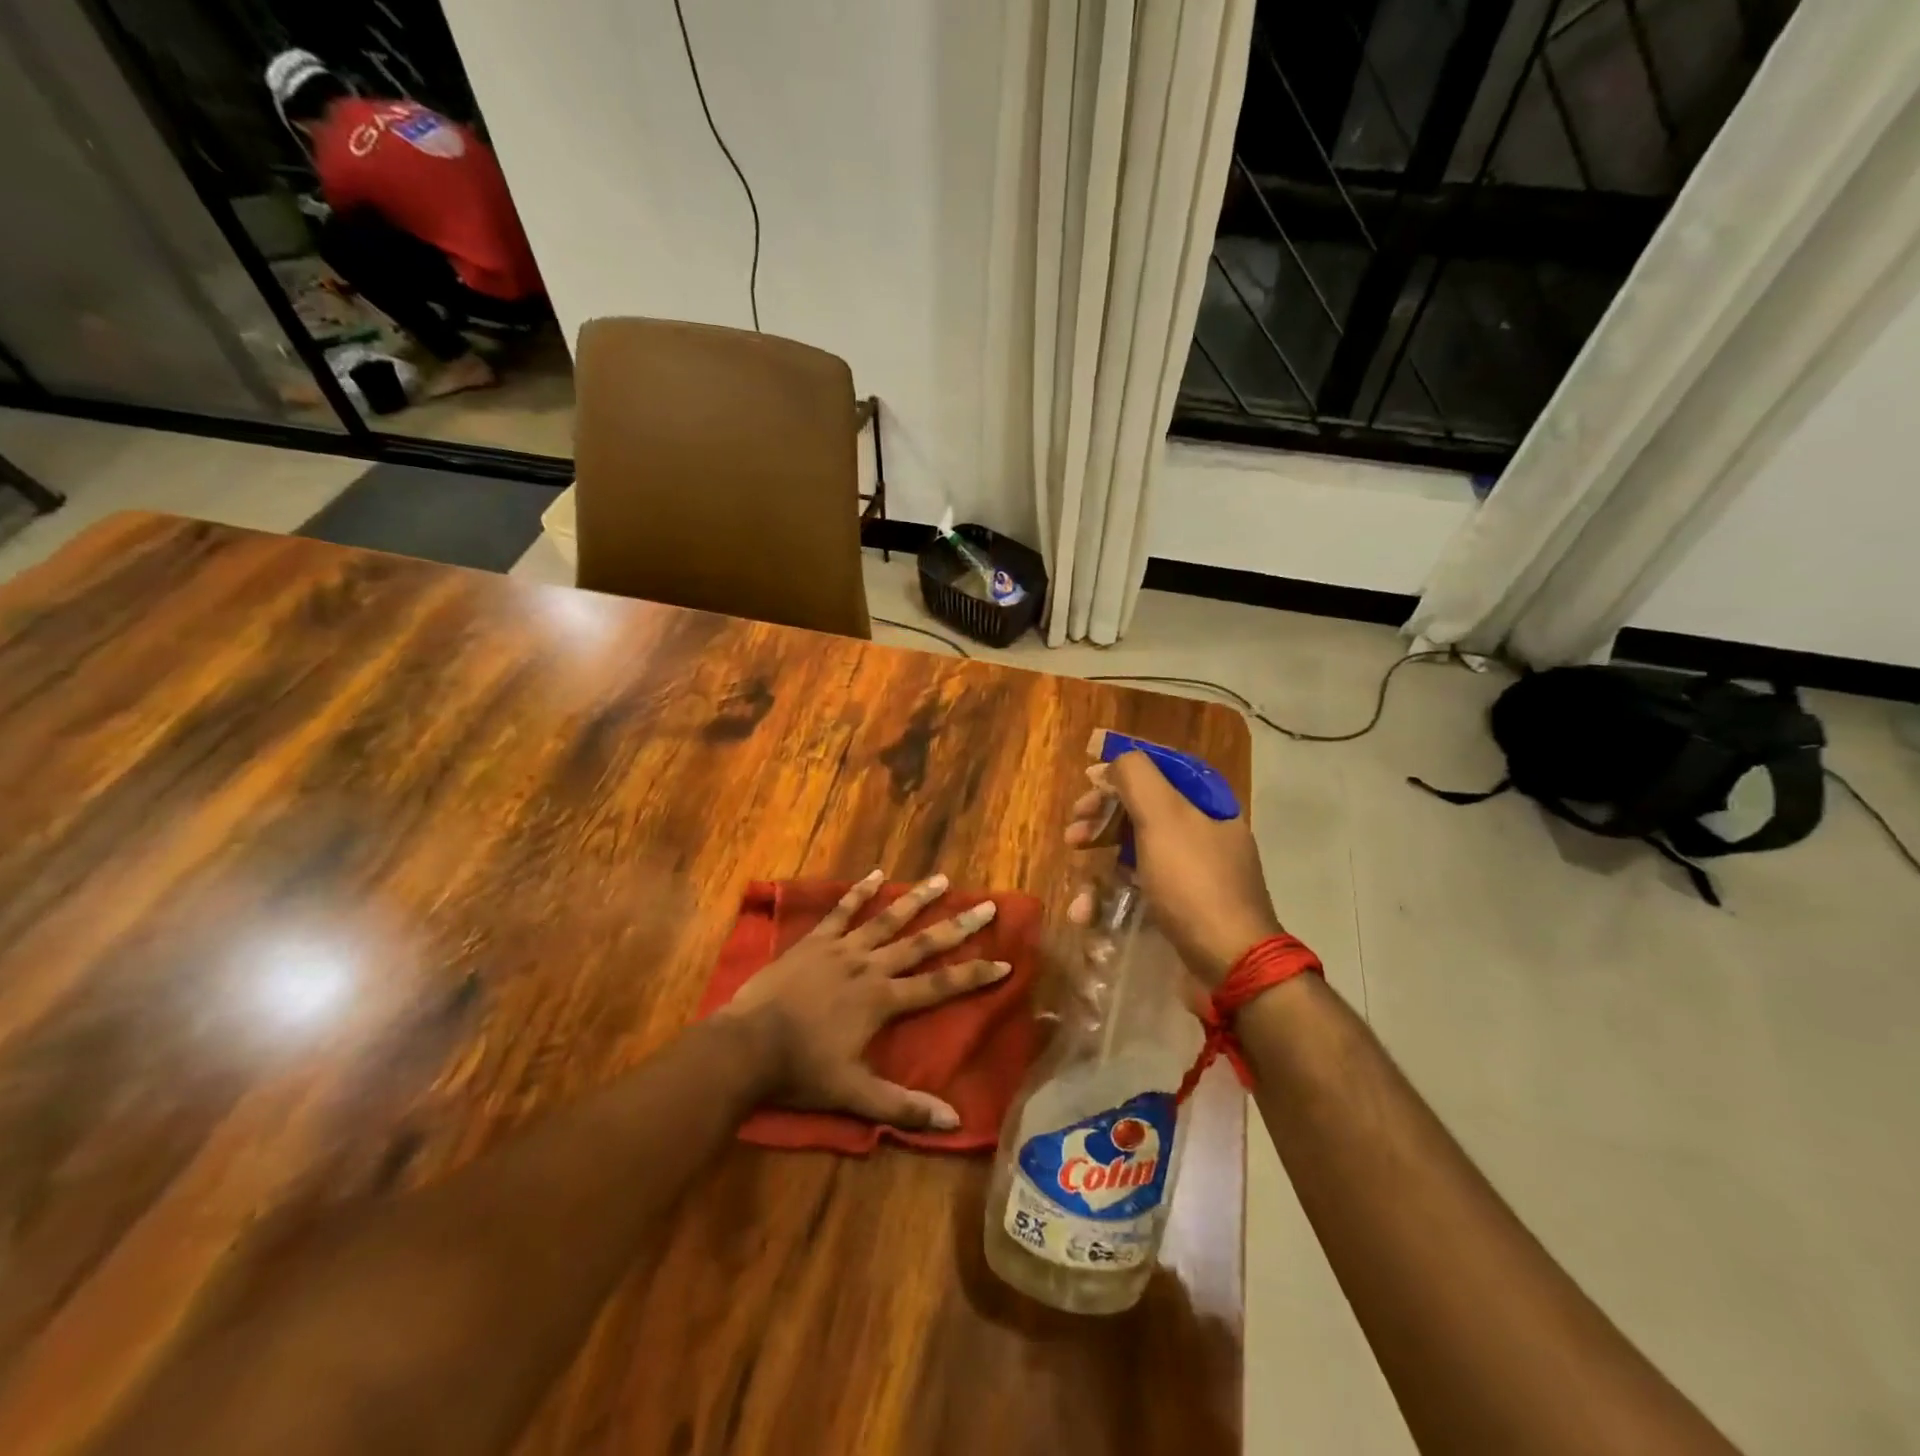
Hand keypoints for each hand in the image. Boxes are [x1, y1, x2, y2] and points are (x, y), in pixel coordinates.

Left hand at [720, 871, 1008, 1129]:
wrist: (746, 1045)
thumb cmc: (800, 1071)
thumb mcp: (853, 1095)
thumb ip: (902, 1106)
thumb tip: (954, 1122)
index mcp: (882, 1000)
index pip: (940, 986)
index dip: (974, 976)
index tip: (1005, 962)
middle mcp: (869, 967)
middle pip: (921, 943)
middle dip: (957, 926)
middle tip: (986, 906)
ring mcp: (841, 949)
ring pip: (886, 919)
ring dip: (916, 899)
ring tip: (941, 879)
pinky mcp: (815, 941)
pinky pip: (841, 911)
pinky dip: (859, 892)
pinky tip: (875, 874)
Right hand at [1066, 750, 1280, 986]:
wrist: (1230, 964)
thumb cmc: (1194, 882)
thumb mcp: (1163, 817)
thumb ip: (1136, 777)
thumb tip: (1114, 763)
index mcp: (1208, 805)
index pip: (1161, 769)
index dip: (1122, 770)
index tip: (1086, 780)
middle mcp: (1204, 834)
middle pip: (1143, 811)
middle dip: (1102, 819)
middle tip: (1073, 833)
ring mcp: (1194, 875)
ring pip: (1136, 854)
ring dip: (1100, 865)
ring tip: (1077, 882)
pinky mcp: (1182, 909)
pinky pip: (1140, 891)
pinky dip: (1112, 899)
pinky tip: (1089, 914)